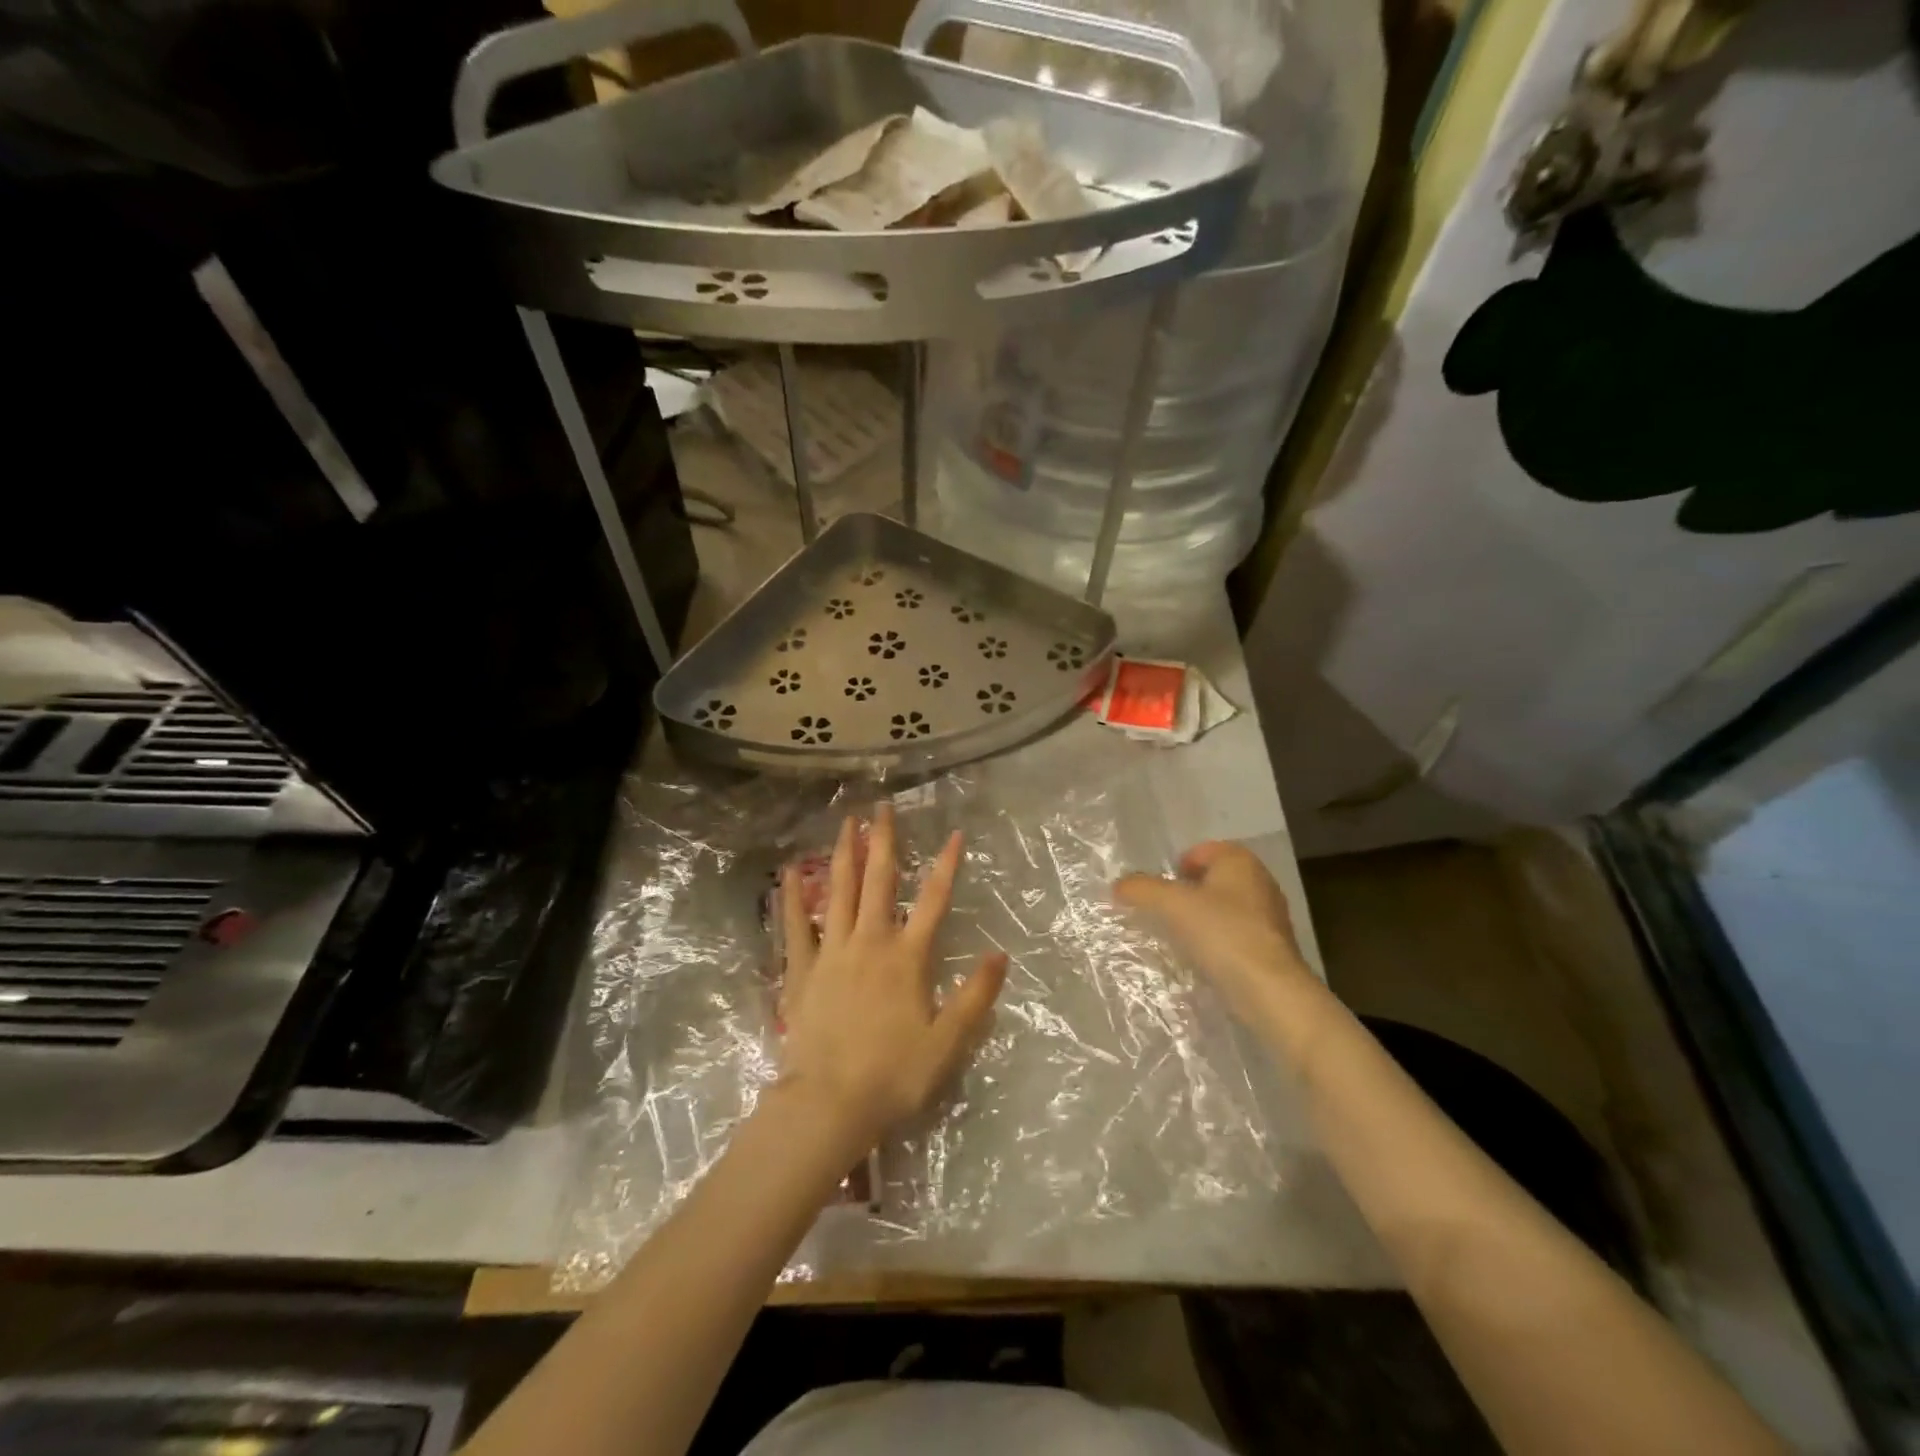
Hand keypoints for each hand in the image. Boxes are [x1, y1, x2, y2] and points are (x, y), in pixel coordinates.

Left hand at [777, 803, 1007, 1155]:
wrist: (828, 1104)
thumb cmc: (893, 1075)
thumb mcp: (947, 1042)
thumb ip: (975, 996)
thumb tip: (1000, 954)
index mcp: (906, 957)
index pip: (934, 900)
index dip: (946, 865)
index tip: (954, 833)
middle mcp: (869, 942)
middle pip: (879, 881)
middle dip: (884, 841)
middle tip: (883, 807)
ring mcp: (831, 953)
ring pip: (839, 892)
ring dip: (845, 854)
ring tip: (847, 822)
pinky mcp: (801, 971)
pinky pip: (796, 926)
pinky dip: (793, 898)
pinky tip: (789, 873)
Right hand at [1115, 841, 1311, 1027]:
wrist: (1269, 990)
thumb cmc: (1222, 933)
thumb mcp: (1172, 905)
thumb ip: (1142, 889)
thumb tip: (1119, 885)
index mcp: (1240, 861)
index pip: (1202, 850)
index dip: (1177, 867)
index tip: (1160, 890)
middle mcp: (1259, 881)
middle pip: (1212, 880)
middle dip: (1187, 893)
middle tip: (1164, 913)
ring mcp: (1269, 916)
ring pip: (1223, 908)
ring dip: (1201, 919)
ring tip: (1179, 938)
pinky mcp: (1271, 948)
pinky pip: (1234, 935)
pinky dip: (1216, 942)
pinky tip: (1202, 959)